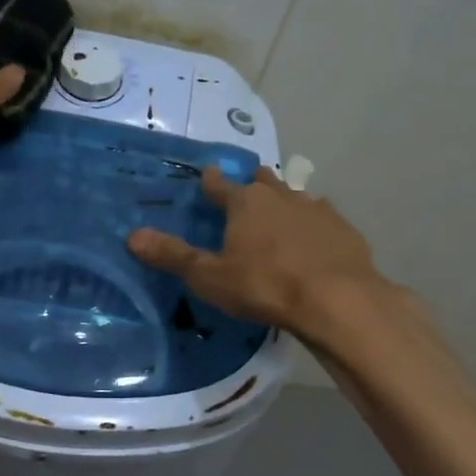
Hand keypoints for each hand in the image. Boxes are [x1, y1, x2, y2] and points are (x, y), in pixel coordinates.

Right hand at [127, 165, 389, 331]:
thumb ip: (173, 256)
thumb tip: (131, 235)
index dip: (210, 181)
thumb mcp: (210, 277)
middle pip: (261, 181)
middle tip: (244, 192)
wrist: (337, 300)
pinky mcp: (343, 229)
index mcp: (244, 202)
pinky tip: (313, 239)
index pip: (219, 184)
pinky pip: (322, 219)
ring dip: (284, 202)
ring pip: (294, 196)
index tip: (206, 175)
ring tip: (278, 215)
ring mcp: (315, 210)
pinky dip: (313, 225)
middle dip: (251, 184)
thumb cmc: (265, 285)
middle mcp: (280, 196)